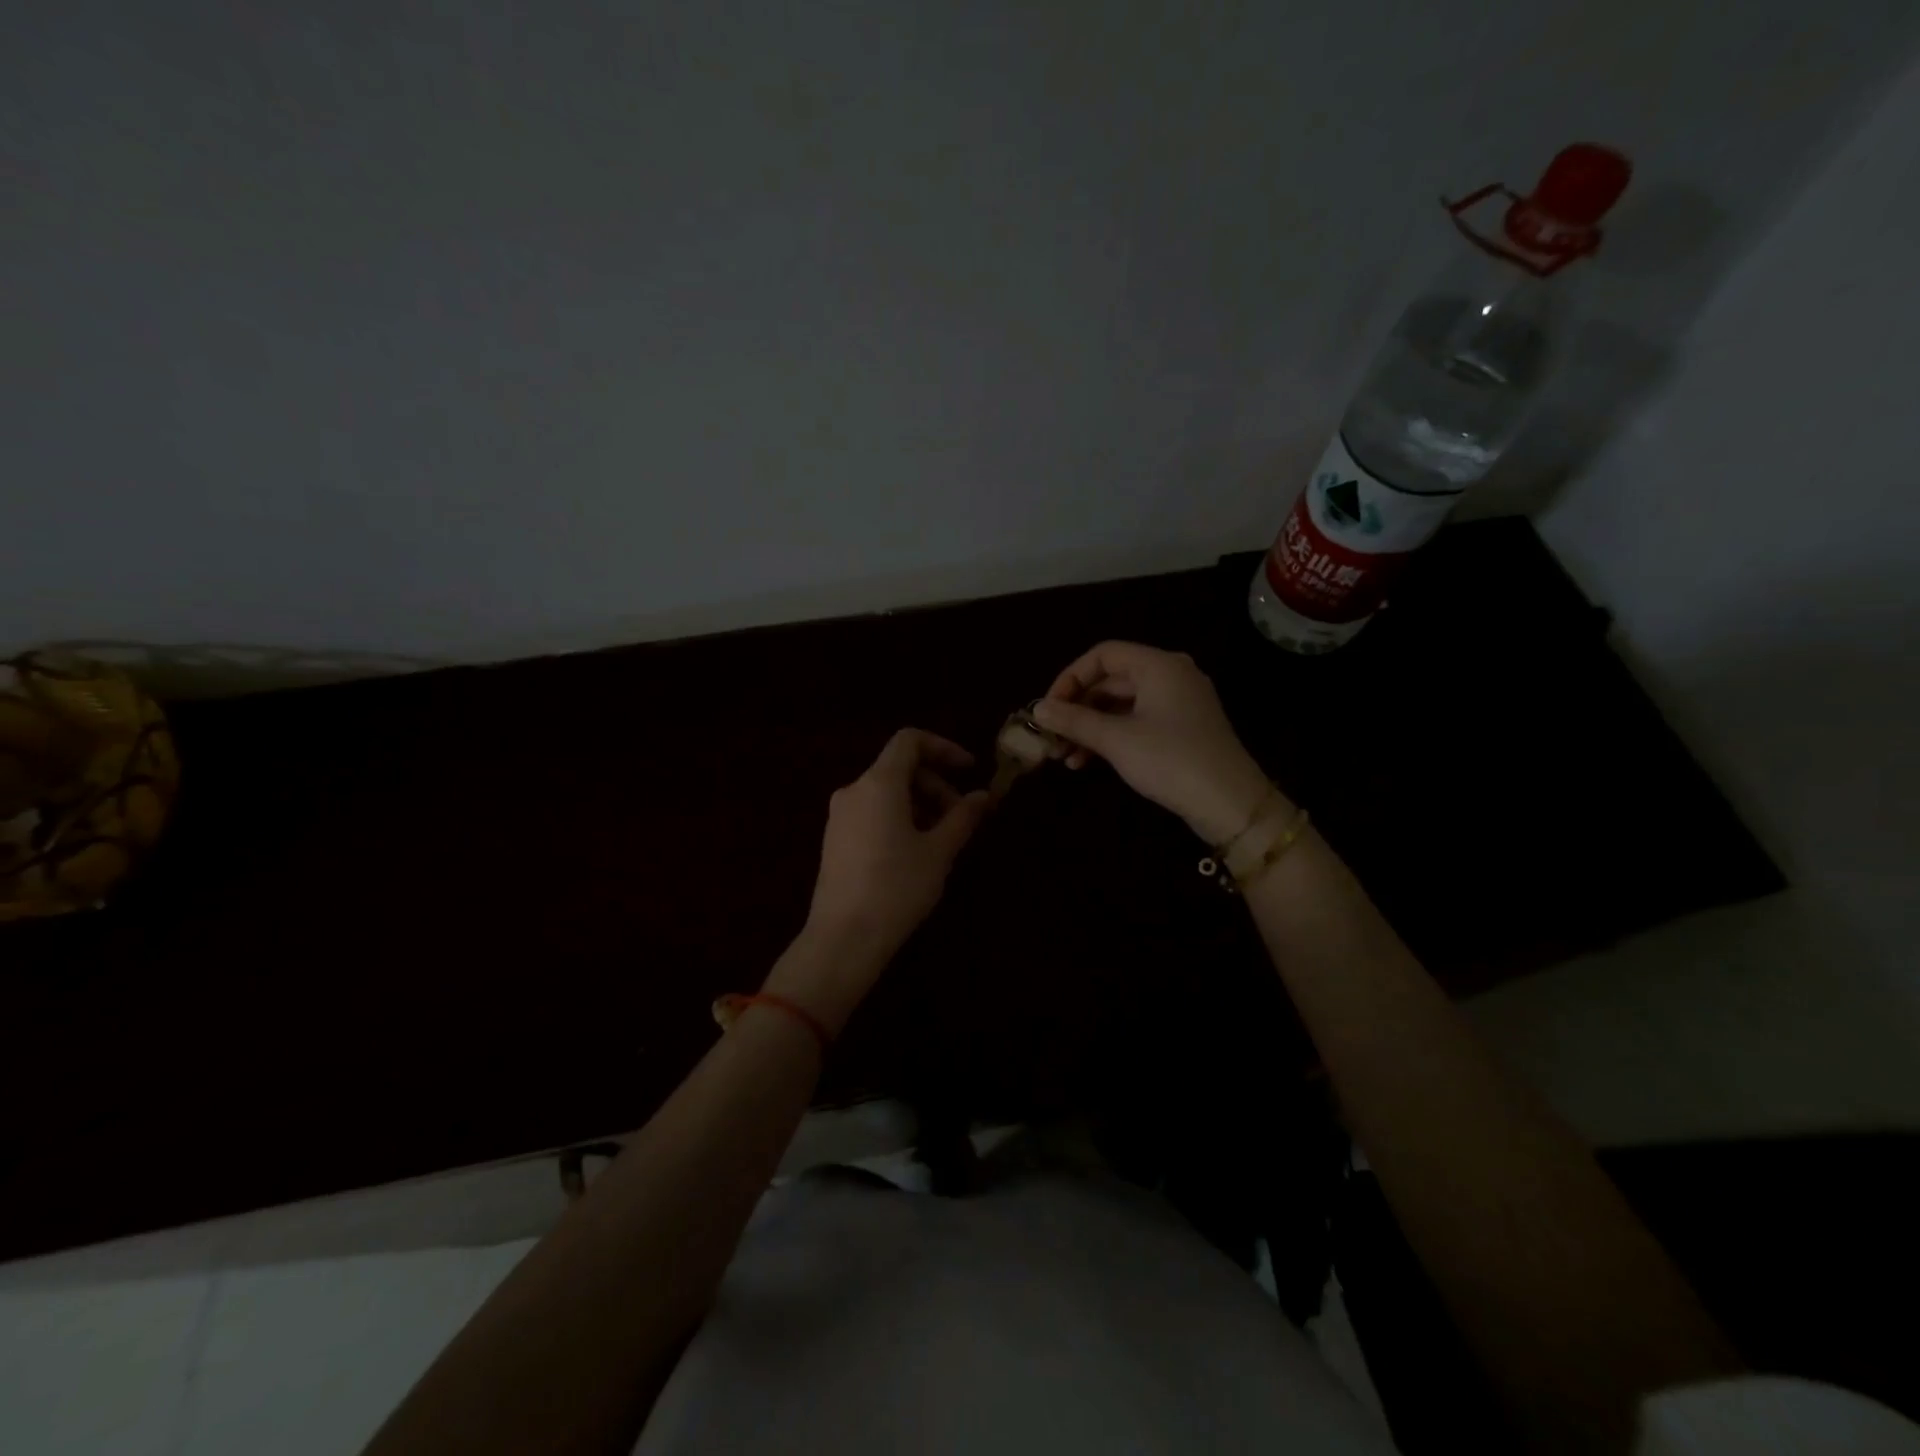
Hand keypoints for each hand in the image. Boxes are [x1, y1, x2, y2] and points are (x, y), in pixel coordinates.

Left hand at [771, 730, 990, 1022]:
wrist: (843, 938)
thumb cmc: (897, 888)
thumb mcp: (939, 852)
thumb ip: (963, 817)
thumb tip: (984, 796)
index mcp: (879, 783)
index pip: (910, 740)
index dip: (944, 747)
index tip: (970, 770)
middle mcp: (854, 790)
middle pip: (900, 767)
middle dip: (936, 784)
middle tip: (962, 817)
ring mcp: (840, 815)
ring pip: (887, 791)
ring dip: (920, 803)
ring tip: (943, 839)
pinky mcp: (835, 838)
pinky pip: (872, 811)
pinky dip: (899, 817)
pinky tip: (916, 851)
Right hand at [1032, 641, 1278, 842]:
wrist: (1230, 804)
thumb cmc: (1171, 761)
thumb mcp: (1116, 740)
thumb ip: (1074, 720)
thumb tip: (1038, 710)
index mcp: (1159, 666)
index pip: (1103, 655)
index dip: (1070, 678)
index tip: (1048, 708)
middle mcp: (1170, 675)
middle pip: (1110, 681)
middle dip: (1077, 709)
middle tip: (1051, 737)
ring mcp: (1178, 703)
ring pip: (1120, 705)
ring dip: (1089, 728)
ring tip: (1064, 757)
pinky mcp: (1181, 729)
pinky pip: (1136, 722)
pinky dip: (1111, 737)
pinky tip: (1087, 763)